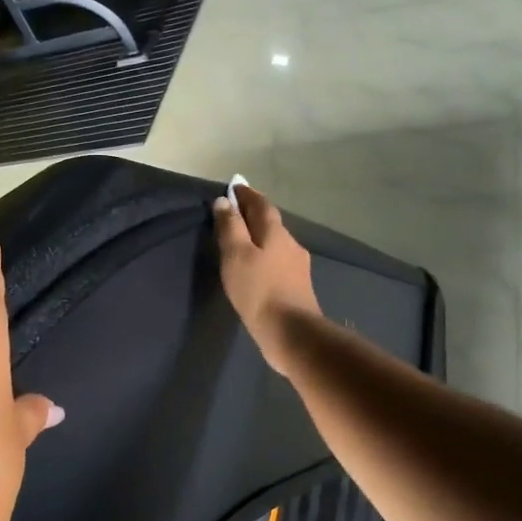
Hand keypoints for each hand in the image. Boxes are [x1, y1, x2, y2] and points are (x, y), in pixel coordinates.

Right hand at [212, 186, 321, 375]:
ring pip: (275, 243)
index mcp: (276, 232)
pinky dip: (264, 258)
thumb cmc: (258, 290)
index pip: (261, 204)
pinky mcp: (297, 287)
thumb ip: (230, 227)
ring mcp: (297, 267)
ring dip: (259, 238)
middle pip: (270, 223)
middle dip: (253, 215)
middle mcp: (291, 244)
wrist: (291, 333)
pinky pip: (277, 263)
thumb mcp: (236, 255)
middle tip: (233, 213)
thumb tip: (225, 201)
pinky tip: (255, 269)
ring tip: (240, 242)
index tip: (233, 187)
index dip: (247, 195)